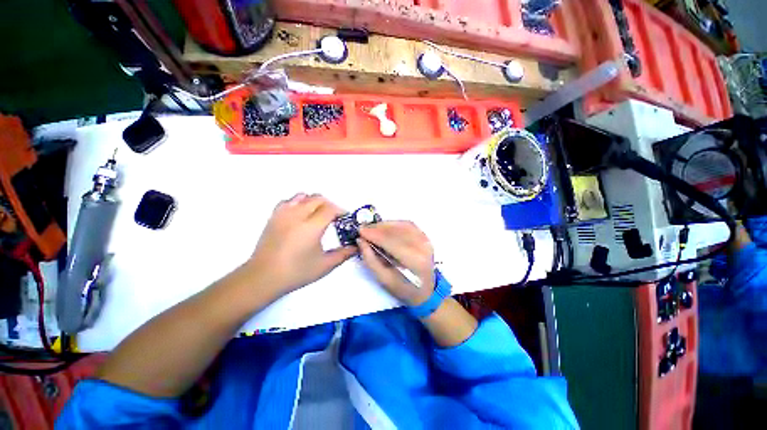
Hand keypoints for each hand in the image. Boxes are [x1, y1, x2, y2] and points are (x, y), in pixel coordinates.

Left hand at [245, 193, 355, 294]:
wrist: (263, 277)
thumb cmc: (296, 272)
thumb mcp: (325, 265)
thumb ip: (343, 254)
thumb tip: (356, 247)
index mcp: (312, 227)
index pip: (330, 208)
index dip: (340, 211)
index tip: (344, 218)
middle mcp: (298, 215)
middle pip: (318, 199)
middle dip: (329, 205)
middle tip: (334, 217)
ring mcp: (283, 214)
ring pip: (303, 196)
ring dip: (314, 202)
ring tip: (317, 214)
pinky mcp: (273, 216)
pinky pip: (288, 201)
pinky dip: (298, 203)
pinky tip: (300, 214)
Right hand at [357, 221, 434, 305]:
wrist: (426, 291)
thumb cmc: (404, 289)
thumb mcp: (383, 279)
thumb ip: (370, 259)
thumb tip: (361, 240)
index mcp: (414, 261)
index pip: (391, 241)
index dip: (375, 234)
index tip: (360, 231)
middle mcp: (422, 247)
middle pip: (397, 231)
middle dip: (377, 228)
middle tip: (364, 229)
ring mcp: (426, 240)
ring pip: (402, 225)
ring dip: (385, 225)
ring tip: (372, 229)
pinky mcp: (425, 237)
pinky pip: (407, 225)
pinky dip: (394, 224)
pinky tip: (385, 228)